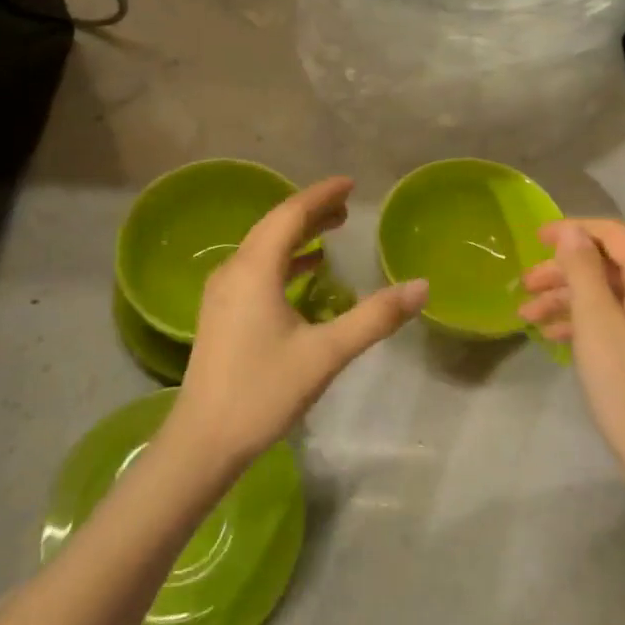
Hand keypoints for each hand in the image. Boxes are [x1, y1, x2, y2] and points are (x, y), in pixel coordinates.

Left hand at [163, 176, 427, 475]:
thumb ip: (374, 317)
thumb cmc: (263, 391)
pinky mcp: (221, 313)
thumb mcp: (326, 353)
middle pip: (274, 226)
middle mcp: (233, 270)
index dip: (320, 195)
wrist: (203, 441)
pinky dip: (283, 261)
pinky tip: (305, 273)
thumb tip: (421, 286)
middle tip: (347, 207)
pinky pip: (255, 269)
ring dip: (296, 236)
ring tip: (331, 231)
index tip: (350, 183)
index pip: (290, 215)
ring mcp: (222, 292)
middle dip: (310, 212)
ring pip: (263, 247)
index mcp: (254, 269)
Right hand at [518, 220, 624, 484]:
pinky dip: (587, 322)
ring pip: (611, 295)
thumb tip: (572, 231)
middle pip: (609, 266)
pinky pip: (620, 319)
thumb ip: (582, 270)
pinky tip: (554, 336)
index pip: (613, 236)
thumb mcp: (596, 322)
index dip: (572, 231)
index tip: (534, 238)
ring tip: (528, 315)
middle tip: (523, 286)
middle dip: (563, 272)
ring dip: (569, 299)